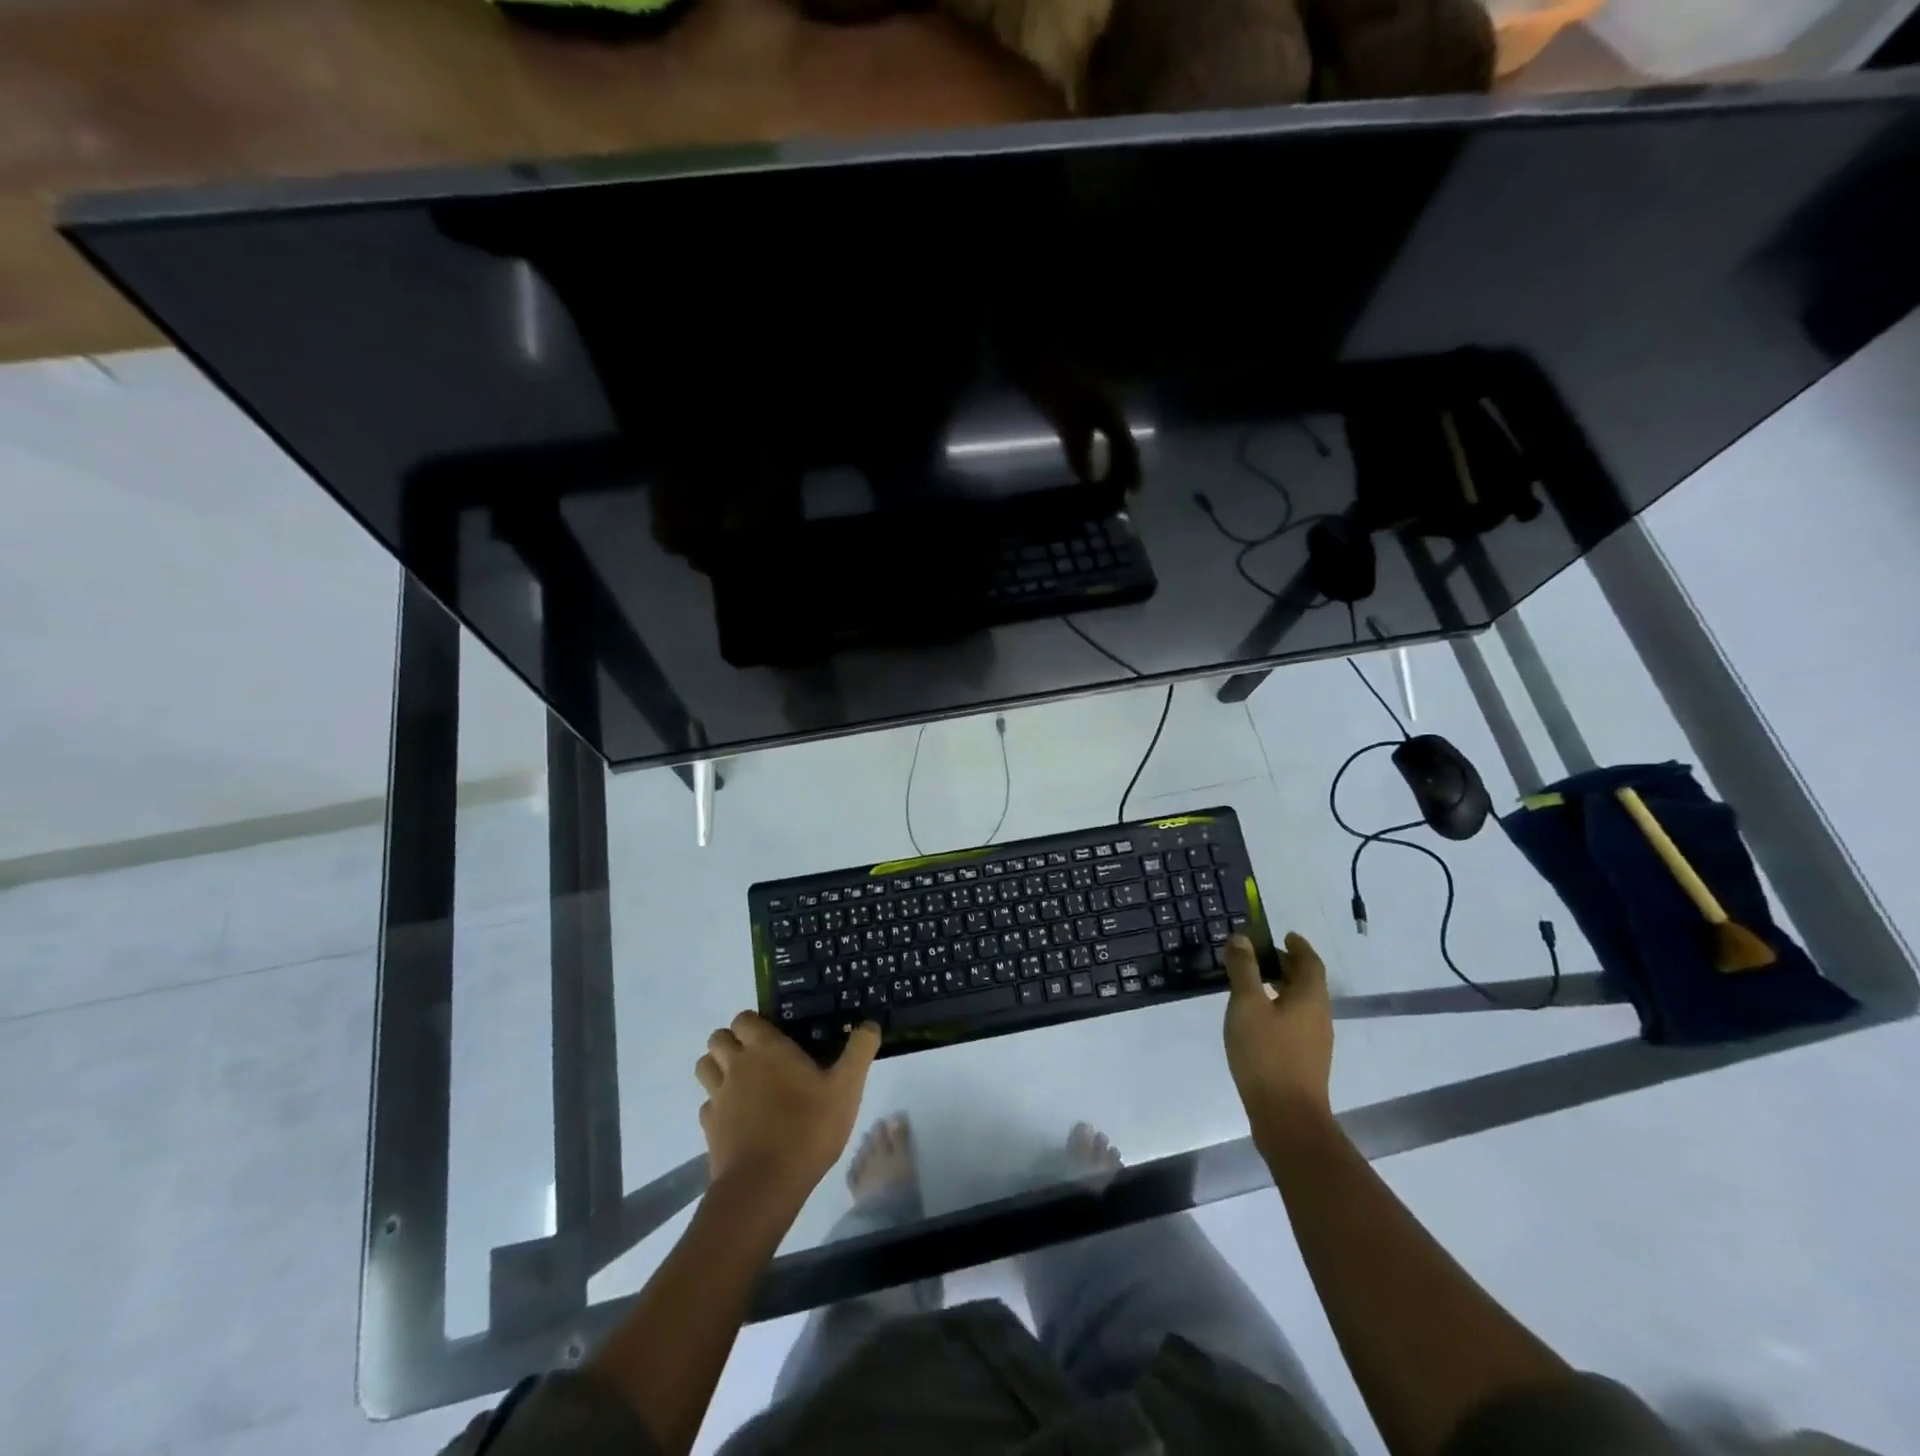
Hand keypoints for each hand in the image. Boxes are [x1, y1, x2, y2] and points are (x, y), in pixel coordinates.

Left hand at [695, 1013, 881, 1201]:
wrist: (764, 1186)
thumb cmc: (808, 1127)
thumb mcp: (846, 1087)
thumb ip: (859, 1051)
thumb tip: (870, 1024)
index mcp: (766, 1048)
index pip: (744, 1018)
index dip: (755, 1023)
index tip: (775, 1035)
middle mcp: (736, 1065)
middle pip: (717, 1038)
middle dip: (732, 1041)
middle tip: (759, 1056)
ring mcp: (718, 1097)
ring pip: (705, 1067)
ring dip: (718, 1068)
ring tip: (744, 1082)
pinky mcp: (709, 1129)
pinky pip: (707, 1105)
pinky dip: (718, 1105)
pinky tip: (740, 1118)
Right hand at [1223, 932, 1334, 1149]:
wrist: (1287, 1118)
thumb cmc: (1267, 1054)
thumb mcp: (1246, 1005)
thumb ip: (1244, 969)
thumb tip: (1241, 938)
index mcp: (1310, 997)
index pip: (1309, 961)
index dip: (1297, 945)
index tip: (1283, 935)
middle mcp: (1319, 1015)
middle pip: (1306, 981)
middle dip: (1285, 965)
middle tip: (1258, 956)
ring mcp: (1314, 1040)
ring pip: (1300, 1002)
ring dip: (1281, 987)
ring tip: (1252, 984)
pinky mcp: (1305, 1060)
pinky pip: (1294, 1021)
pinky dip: (1278, 1008)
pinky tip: (1255, 1019)